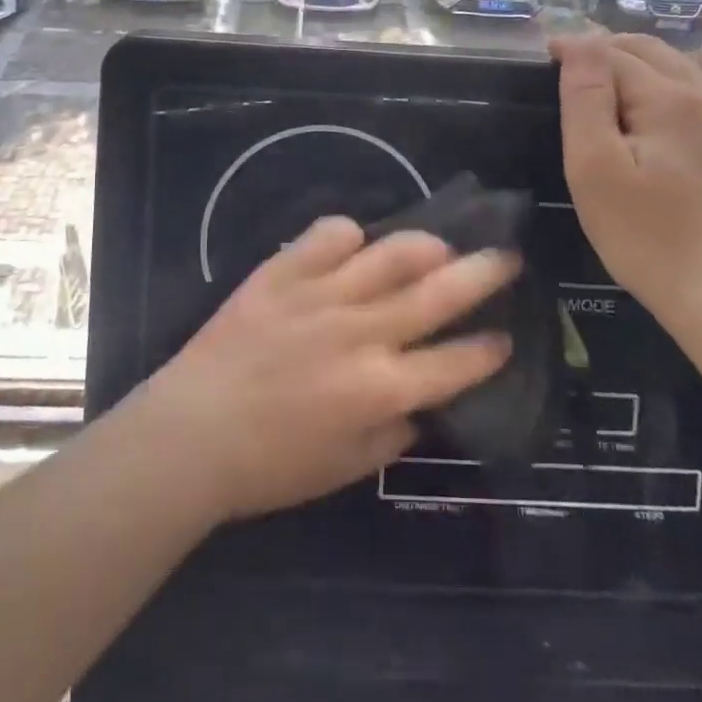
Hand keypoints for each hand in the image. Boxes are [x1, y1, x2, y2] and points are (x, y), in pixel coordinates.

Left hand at [138, 217, 517, 523]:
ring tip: (442, 243)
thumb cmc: (271, 465)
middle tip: (508, 256)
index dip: (489, 350)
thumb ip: (394, 432)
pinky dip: (348, 234)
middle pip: (438, 294)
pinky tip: (354, 241)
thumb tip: (422, 401)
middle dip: (484, 274)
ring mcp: (322, 295)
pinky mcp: (283, 272)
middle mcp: (361, 333)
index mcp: (380, 388)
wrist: (193, 431)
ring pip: (390, 254)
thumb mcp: (347, 467)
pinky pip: (327, 235)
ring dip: (426, 245)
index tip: (506, 337)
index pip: (455, 363)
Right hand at [551, 33, 701, 317]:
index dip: (576, 48)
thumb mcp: (595, 168)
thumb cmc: (647, 236)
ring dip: (652, 54)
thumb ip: (586, 98)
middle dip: (610, 46)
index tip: (547, 52)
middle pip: (652, 51)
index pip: (611, 55)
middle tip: (576, 59)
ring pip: (691, 62)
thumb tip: (582, 39)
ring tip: (623, 62)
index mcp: (665, 98)